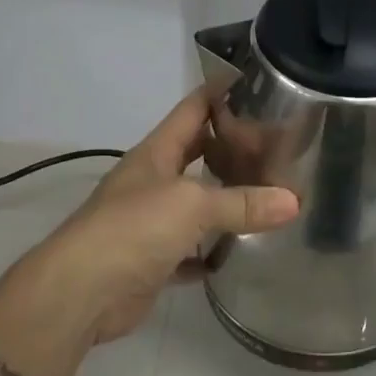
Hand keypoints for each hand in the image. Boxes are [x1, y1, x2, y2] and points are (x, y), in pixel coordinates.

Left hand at [20, 89, 299, 344]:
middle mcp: (153, 181)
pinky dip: (212, 250)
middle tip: (276, 145)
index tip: (257, 82)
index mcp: (156, 153)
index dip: (220, 92)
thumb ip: (242, 203)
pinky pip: (191, 250)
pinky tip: (240, 250)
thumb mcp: (192, 205)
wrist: (81, 293)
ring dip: (225, 199)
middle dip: (231, 147)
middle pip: (196, 153)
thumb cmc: (133, 229)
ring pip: (196, 203)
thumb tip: (294, 201)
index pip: (192, 109)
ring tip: (270, 192)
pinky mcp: (153, 260)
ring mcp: (150, 221)